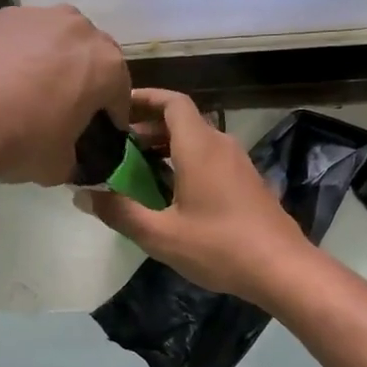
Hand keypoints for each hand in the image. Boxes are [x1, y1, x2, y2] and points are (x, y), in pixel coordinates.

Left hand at [0, 5, 130, 185]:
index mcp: (105, 64)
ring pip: (53, 40)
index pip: (119, 94)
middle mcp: (77, 28)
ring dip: (49, 62)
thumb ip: (75, 158)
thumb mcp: (59, 167)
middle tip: (63, 110)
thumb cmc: (21, 141)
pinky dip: (13, 55)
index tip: (98, 135)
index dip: (110, 118)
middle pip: (89, 57)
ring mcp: (34, 15)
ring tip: (25, 93)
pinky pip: (16, 38)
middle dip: (82, 81)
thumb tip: (68, 157)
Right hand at [83, 88, 316, 300]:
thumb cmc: (219, 247)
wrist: (282, 269)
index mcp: (199, 147)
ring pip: (196, 140)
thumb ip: (120, 212)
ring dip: (166, 145)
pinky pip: (209, 157)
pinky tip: (169, 191)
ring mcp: (238, 163)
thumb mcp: (161, 234)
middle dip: (148, 126)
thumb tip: (84, 196)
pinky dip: (184, 161)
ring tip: (136, 167)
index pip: (172, 102)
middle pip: (182, 119)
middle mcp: (220, 145)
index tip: (116, 106)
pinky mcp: (246, 181)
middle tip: (116, 145)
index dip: (143, 98)